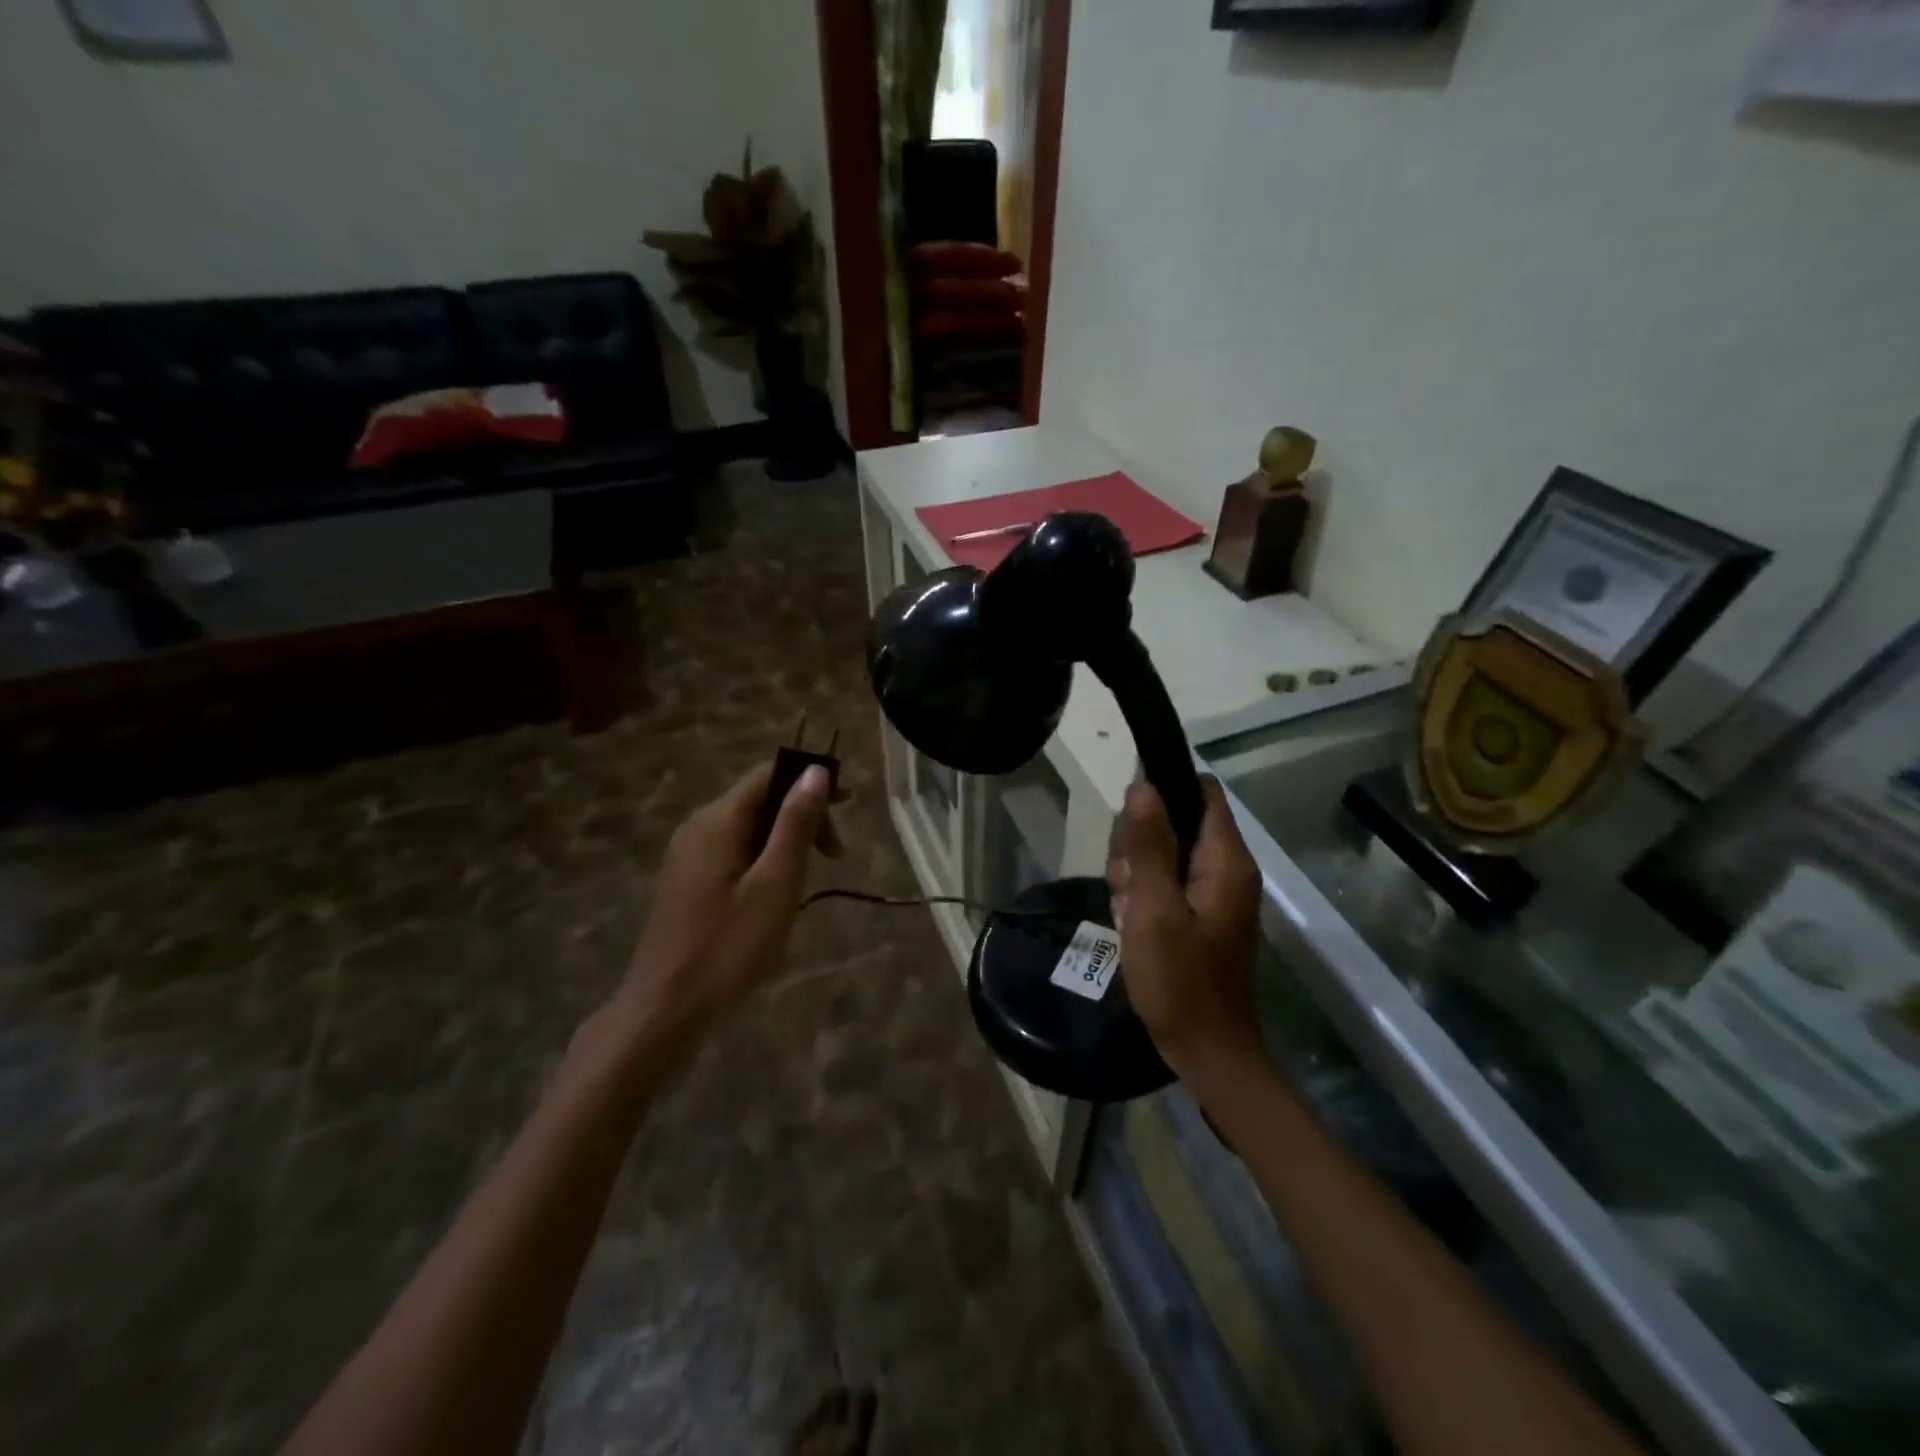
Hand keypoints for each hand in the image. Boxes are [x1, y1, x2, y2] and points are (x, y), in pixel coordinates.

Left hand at [615, 761, 838, 1038]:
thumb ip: (796, 824)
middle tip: (834, 857)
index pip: (769, 774)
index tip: (847, 808)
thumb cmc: (728, 947)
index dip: (810, 781)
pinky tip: (776, 899)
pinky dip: (764, 862)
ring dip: (785, 843)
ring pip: (748, 829)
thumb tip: (816, 771)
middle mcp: (698, 827)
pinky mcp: (687, 882)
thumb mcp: (775, 883)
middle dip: (802, 817)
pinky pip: (734, 854)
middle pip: (759, 800)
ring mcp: (688, 856)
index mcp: (717, 820)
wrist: (664, 1011)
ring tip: (807, 883)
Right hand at [1107, 776, 1264, 1075]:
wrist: (1207, 1052)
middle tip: (1126, 884)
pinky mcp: (1201, 914)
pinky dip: (1144, 896)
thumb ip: (1148, 846)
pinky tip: (1132, 924)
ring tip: (1128, 910)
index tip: (1130, 822)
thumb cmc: (1180, 981)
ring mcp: (1214, 893)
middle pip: (1177, 821)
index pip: (1202, 791)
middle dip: (1140, 843)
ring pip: (1165, 853)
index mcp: (1225, 861)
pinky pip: (1166, 883)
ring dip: (1136, 873)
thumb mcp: (1153, 909)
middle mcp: (1226, 869)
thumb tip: (1143, 786)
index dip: (1164, 791)